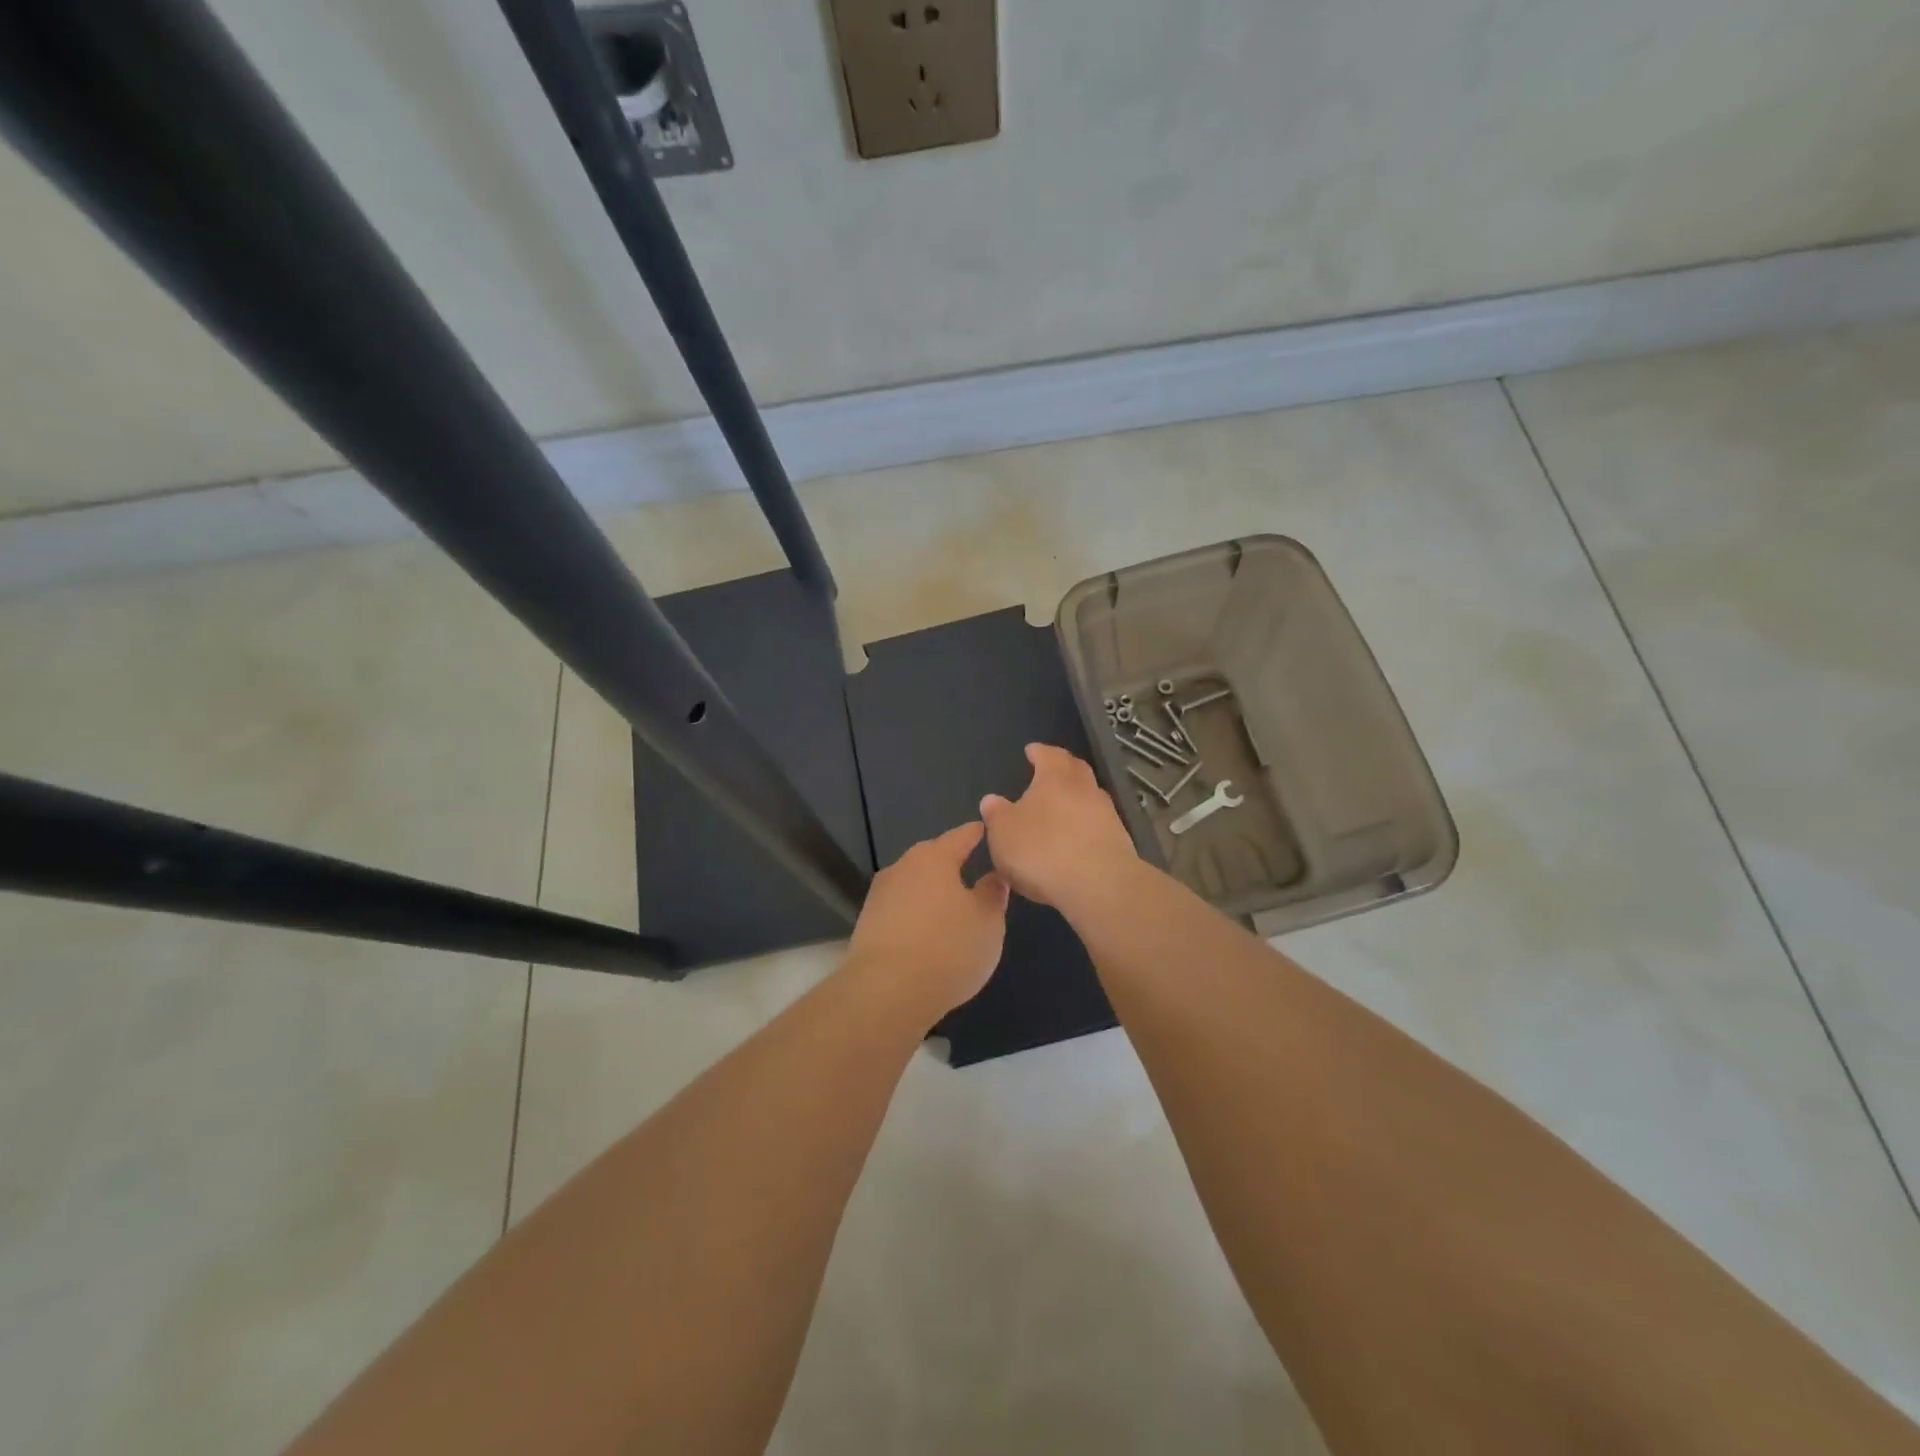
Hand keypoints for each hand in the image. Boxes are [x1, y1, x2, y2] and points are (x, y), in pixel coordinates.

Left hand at [845, 822, 1009, 1022]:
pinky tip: (927, 933)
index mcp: (934, 857)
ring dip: (931, 893)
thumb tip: (994, 876)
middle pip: (933, 859)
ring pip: (914, 885)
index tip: (987, 831)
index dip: (977, 834)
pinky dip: (916, 916)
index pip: (961, 836)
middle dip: (952, 864)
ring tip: (952, 908)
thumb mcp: (988, 922)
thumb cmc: (948, 948)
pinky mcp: (867, 924)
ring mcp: (880, 895)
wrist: (886, 992)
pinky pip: (901, 911)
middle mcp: (903, 867)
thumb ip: (993, 894)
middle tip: (973, 873)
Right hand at [979, 744, 1139, 911]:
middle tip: (1050, 770)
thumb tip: (992, 800)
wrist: (1099, 884)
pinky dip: (1085, 825)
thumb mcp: (1004, 832)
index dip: (1039, 752)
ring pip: (1090, 797)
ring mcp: (1106, 814)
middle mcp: (1085, 788)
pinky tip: (1075, 838)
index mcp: (1056, 778)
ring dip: (1076, 798)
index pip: (1049, 755)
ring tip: (1060, 807)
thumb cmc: (1042, 849)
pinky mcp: (1119, 841)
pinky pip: (1098, 824)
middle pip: (1076, 769)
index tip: (1032, 750)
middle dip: (1062, 767)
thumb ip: (997, 814)